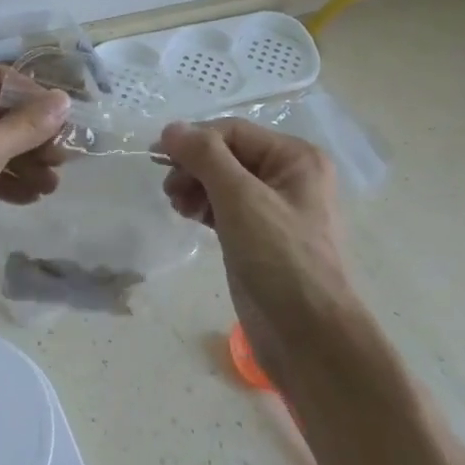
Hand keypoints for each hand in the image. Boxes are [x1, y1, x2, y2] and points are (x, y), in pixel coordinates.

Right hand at [159, 119, 349, 381]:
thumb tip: (171, 128)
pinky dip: (203, 206)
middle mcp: (288, 176)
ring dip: (195, 185)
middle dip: (194, 166)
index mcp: (296, 157)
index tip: (156, 156)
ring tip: (176, 204)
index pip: (234, 132)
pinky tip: (187, 215)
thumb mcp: (241, 198)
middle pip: (227, 154)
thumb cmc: (280, 258)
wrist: (308, 336)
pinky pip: (224, 207)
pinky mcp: (258, 236)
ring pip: (223, 181)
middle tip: (169, 188)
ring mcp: (273, 208)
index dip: (195, 139)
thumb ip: (205, 156)